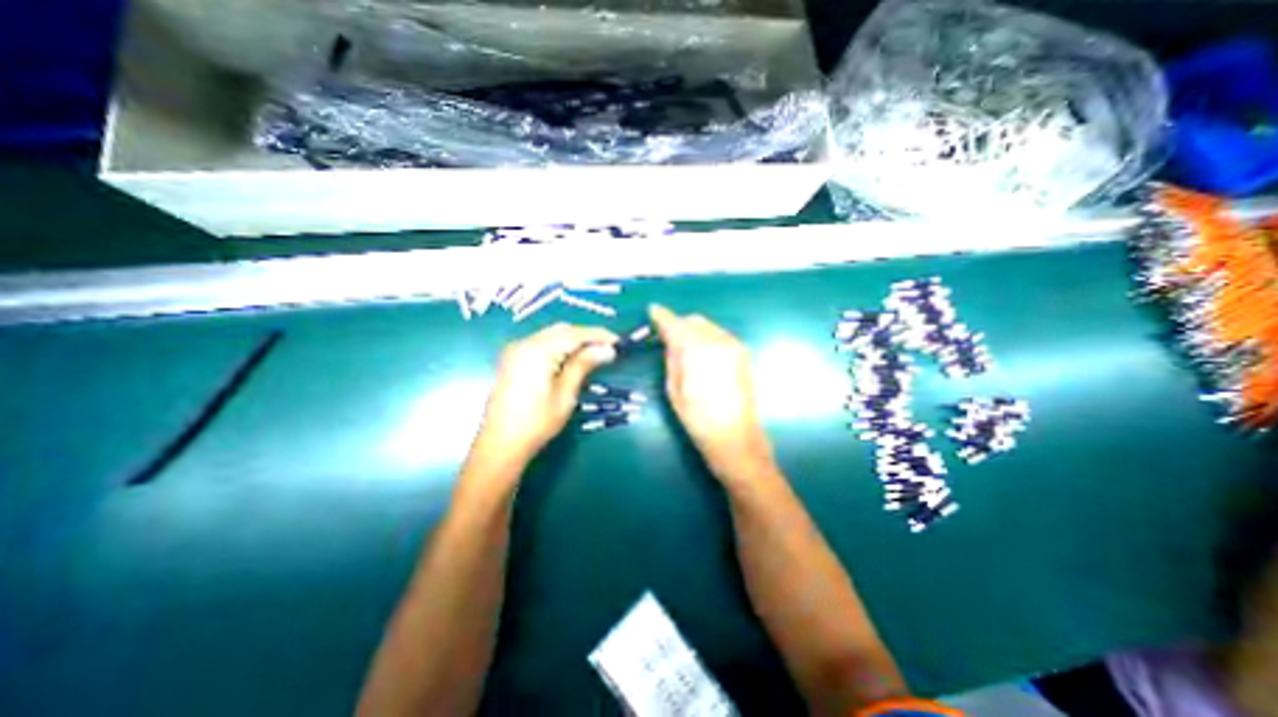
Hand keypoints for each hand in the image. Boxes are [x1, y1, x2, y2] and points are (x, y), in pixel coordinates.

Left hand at [468, 321, 619, 470]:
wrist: (500, 444)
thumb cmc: (537, 422)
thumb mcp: (565, 394)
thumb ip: (583, 365)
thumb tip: (607, 350)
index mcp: (538, 351)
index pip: (575, 334)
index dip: (598, 335)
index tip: (618, 341)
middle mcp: (525, 343)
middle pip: (562, 330)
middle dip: (586, 335)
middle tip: (607, 348)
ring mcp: (516, 350)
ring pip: (551, 335)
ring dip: (573, 340)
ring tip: (593, 353)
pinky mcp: (512, 359)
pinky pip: (541, 343)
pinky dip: (559, 346)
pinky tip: (571, 358)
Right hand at [651, 302, 766, 481]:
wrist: (736, 437)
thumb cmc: (698, 419)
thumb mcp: (674, 388)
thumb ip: (672, 358)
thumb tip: (669, 340)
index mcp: (697, 349)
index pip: (675, 323)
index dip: (661, 316)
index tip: (652, 312)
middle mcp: (718, 340)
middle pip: (693, 321)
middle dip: (679, 325)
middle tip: (667, 337)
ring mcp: (734, 345)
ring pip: (708, 326)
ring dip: (693, 331)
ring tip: (684, 349)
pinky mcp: (743, 353)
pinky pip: (719, 335)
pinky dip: (707, 338)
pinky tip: (702, 355)